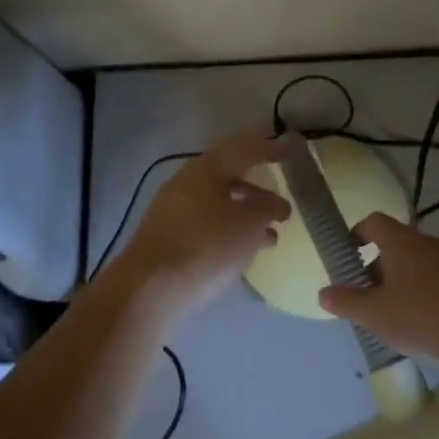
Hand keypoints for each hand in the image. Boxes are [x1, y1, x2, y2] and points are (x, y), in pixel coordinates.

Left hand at [111, 130, 290, 321]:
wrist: (149, 289)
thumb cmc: (205, 246)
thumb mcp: (248, 225)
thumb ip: (266, 209)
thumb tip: (274, 204)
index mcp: (206, 168)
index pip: (243, 148)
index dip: (269, 148)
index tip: (290, 151)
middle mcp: (187, 181)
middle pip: (229, 176)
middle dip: (259, 190)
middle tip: (283, 205)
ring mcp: (173, 209)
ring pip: (218, 203)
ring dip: (246, 215)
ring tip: (272, 236)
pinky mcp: (167, 237)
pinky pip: (207, 224)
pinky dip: (229, 231)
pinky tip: (245, 251)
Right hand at [317, 214, 438, 366]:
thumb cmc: (423, 316)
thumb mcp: (375, 314)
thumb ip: (347, 301)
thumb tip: (323, 293)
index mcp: (401, 240)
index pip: (373, 221)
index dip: (356, 234)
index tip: (346, 256)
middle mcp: (426, 242)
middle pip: (394, 243)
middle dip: (376, 265)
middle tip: (364, 294)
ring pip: (415, 262)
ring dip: (399, 281)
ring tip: (390, 313)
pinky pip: (435, 278)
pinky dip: (421, 292)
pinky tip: (419, 323)